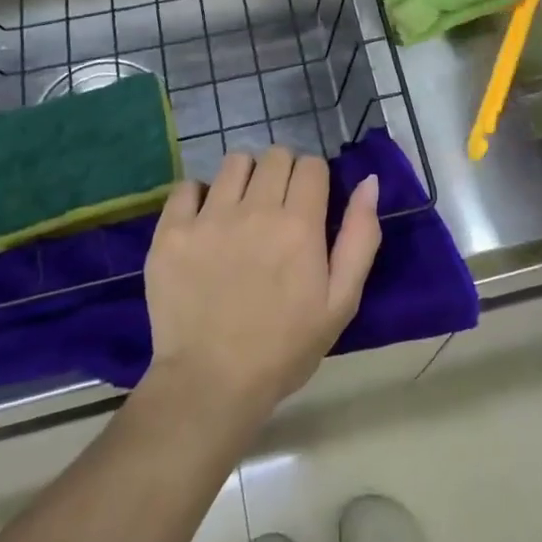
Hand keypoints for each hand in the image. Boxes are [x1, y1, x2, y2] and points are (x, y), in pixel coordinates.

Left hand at [143, 147, 379, 422]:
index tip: (310, 202)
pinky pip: (187, 185)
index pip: (311, 165)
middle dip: (283, 172)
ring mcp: (208, 218)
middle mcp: (255, 210)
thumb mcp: (341, 302)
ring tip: (242, 208)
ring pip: (234, 161)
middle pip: (275, 155)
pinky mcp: (171, 231)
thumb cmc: (284, 348)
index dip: (315, 179)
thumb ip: (360, 236)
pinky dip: (199, 195)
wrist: (210, 385)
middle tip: (278, 206)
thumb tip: (369, 181)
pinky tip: (205, 220)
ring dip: (245, 177)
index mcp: (299, 225)